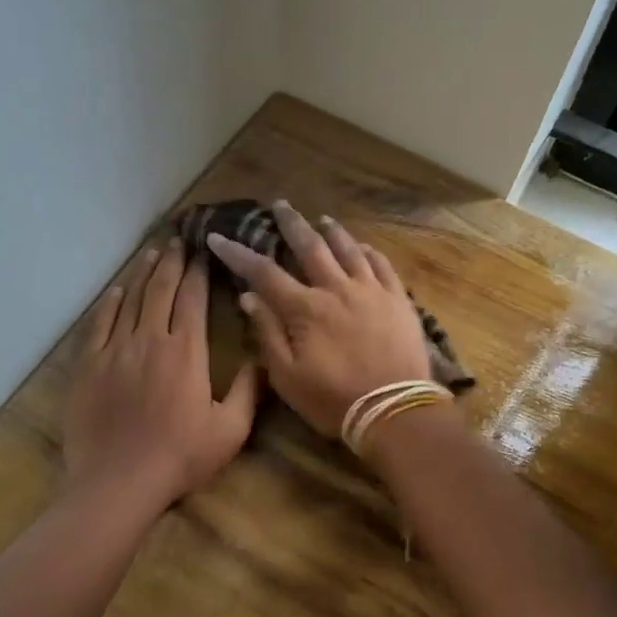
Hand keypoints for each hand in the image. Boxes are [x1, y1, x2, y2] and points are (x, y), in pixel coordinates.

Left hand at [63, 240, 260, 512]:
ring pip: (130, 300)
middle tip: (177, 240)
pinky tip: (117, 290)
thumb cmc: (179, 457)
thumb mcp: (230, 430)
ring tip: (151, 253)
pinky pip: (99, 324)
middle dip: (171, 261)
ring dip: (143, 274)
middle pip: (161, 289)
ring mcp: (115, 350)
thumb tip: (264, 359)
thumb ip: (249, 391)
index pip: (193, 299)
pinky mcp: (88, 365)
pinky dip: (109, 303)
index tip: (202, 252)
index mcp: (187, 351)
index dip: (198, 272)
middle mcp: (150, 339)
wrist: (117, 482)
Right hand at [206, 201, 433, 438]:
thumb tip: (248, 297)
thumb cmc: (334, 400)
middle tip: (280, 204)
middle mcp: (337, 288)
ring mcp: (371, 290)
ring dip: (332, 231)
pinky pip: (382, 265)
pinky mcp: (398, 299)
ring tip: (322, 219)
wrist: (395, 411)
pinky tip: (363, 246)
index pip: (264, 272)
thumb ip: (267, 333)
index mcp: (305, 308)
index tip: (218, 237)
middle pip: (310, 246)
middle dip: (291, 223)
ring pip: (348, 249)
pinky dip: (368, 251)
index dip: (238, 254)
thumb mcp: (287, 376)